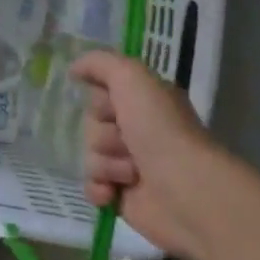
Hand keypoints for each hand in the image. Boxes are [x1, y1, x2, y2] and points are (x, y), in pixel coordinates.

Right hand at [71, 50, 215, 257]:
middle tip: (127, 142)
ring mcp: (129, 165)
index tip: (112, 105)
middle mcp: (137, 130)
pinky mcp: (122, 197)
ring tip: (132, 173)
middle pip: (91, 124)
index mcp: (143, 102)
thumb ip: (99, 63)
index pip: (100, 93)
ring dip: (106, 163)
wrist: (186, 191)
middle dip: (104, 135)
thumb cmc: (161, 129)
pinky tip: (112, 193)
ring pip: (90, 155)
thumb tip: (73, 69)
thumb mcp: (131, 77)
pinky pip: (91, 185)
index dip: (100, 100)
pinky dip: (99, 189)